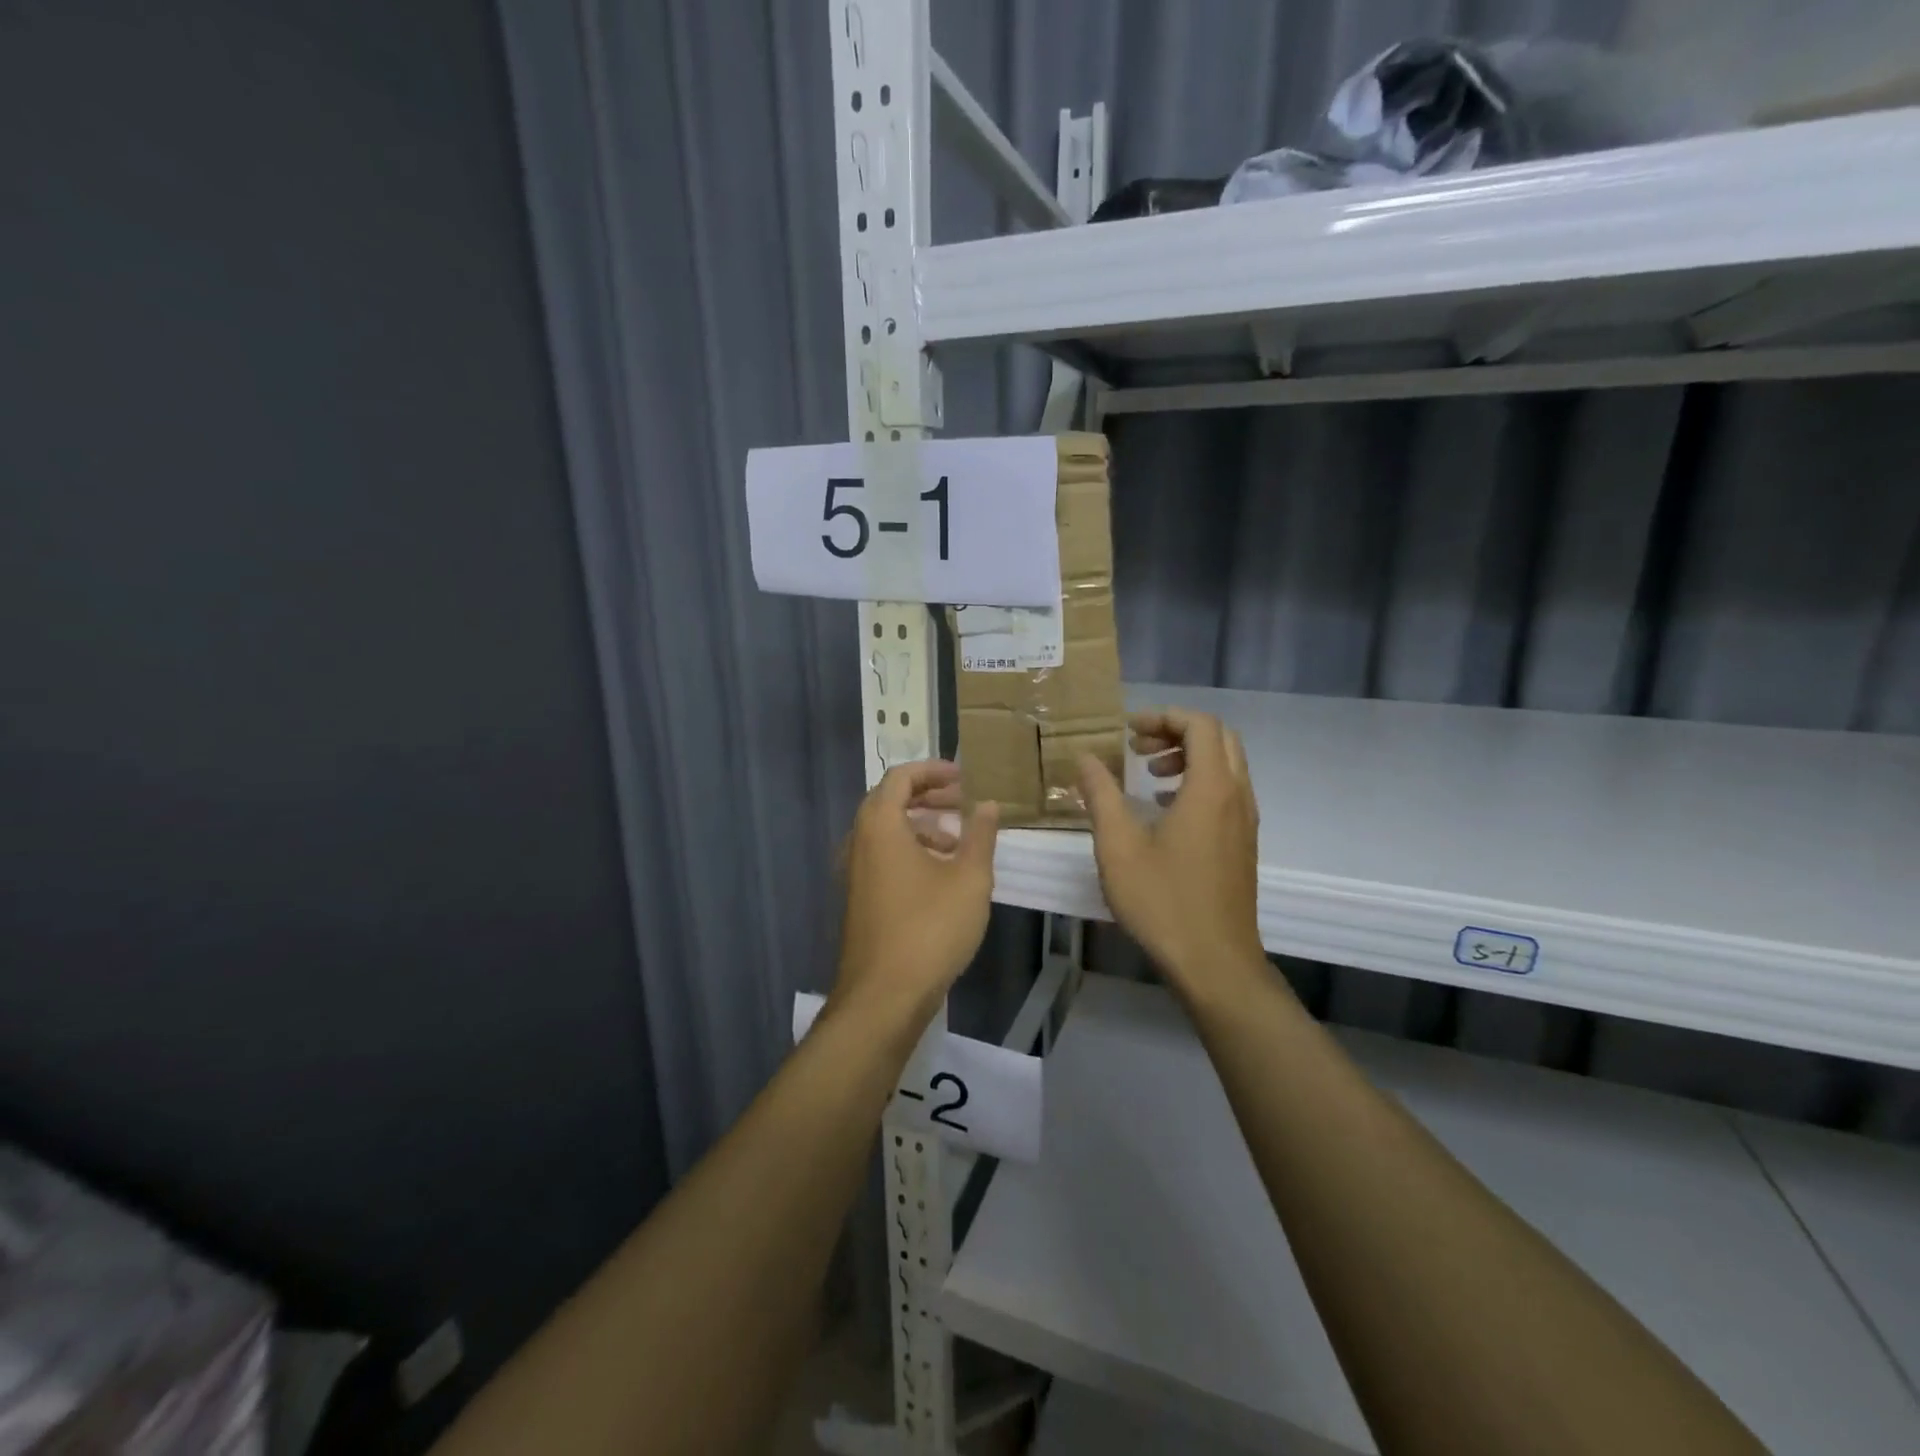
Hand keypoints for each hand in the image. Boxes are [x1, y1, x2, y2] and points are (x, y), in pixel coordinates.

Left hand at [831, 760, 999, 1031]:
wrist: (884, 997)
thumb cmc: (930, 929)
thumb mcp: (969, 879)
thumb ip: (980, 836)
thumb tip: (988, 804)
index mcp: (881, 826)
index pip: (900, 777)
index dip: (933, 770)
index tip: (964, 776)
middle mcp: (859, 842)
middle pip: (889, 800)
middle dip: (928, 795)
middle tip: (963, 801)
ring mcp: (855, 872)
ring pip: (886, 830)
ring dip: (920, 824)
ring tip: (957, 840)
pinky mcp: (859, 898)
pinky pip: (882, 856)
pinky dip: (909, 849)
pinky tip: (940, 875)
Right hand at [1078, 709, 1265, 1002]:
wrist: (1215, 963)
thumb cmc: (1163, 902)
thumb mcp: (1118, 846)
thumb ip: (1101, 795)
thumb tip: (1085, 757)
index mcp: (1211, 788)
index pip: (1199, 725)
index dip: (1163, 716)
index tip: (1128, 730)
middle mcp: (1237, 796)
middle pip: (1219, 738)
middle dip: (1177, 732)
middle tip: (1137, 746)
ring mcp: (1245, 821)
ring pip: (1226, 765)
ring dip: (1189, 757)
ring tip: (1148, 774)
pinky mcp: (1243, 844)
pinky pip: (1227, 792)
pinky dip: (1199, 782)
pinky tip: (1166, 809)